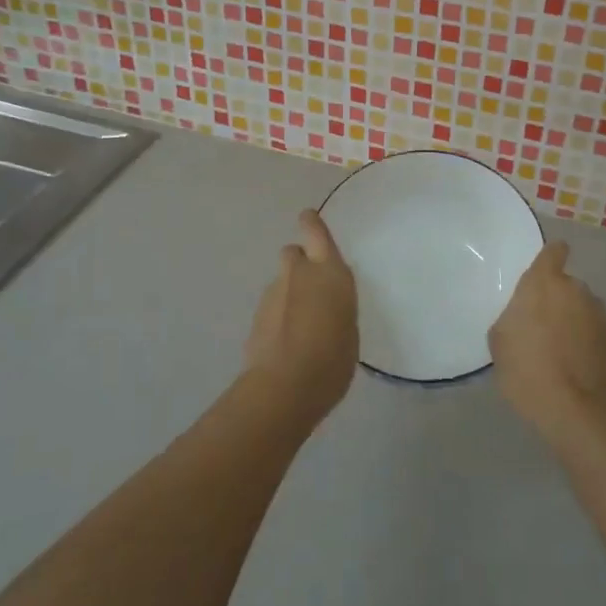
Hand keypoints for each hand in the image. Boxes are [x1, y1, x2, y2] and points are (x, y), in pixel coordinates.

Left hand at [244, 209, 358, 421]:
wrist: (284, 387)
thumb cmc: (333, 358)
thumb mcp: (350, 328)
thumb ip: (337, 306)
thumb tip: (327, 304)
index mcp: (329, 271)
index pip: (316, 232)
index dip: (311, 223)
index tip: (308, 218)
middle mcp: (299, 274)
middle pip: (293, 253)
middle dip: (299, 263)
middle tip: (311, 287)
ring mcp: (273, 294)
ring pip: (281, 282)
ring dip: (289, 294)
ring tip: (301, 325)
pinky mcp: (255, 318)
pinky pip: (271, 307)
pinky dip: (278, 317)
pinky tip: (286, 342)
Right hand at [488, 240, 605, 444]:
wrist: (579, 412)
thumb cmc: (529, 371)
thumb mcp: (500, 343)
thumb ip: (512, 318)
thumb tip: (522, 318)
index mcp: (545, 284)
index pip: (553, 252)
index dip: (551, 257)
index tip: (546, 270)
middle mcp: (577, 291)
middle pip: (567, 286)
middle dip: (557, 302)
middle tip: (542, 329)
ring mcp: (601, 316)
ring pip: (583, 311)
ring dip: (574, 324)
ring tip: (561, 355)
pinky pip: (596, 335)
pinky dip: (588, 345)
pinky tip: (577, 370)